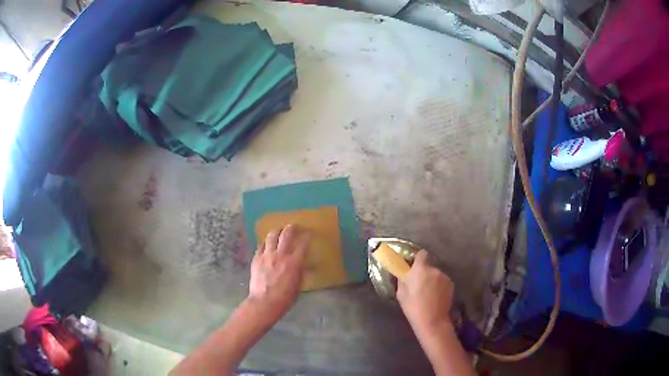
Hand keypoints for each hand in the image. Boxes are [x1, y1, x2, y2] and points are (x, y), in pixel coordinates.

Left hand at [247, 225, 310, 319]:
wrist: (264, 302)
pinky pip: (261, 246)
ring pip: (271, 236)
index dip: (307, 237)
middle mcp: (280, 255)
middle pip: (286, 234)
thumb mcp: (298, 285)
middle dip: (292, 228)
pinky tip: (267, 243)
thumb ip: (301, 272)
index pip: (303, 244)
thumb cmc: (285, 298)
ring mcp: (267, 255)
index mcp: (294, 262)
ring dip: (277, 231)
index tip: (309, 233)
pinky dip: (266, 242)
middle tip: (294, 226)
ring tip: (279, 230)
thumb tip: (305, 265)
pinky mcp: (256, 259)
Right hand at [397, 250, 454, 332]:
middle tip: (418, 284)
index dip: (417, 258)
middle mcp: (434, 270)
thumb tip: (403, 273)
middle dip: (423, 273)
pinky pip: (442, 281)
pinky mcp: (451, 284)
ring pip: (435, 274)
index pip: (421, 254)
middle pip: (428, 266)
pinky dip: (439, 286)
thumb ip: (402, 280)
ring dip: (431, 279)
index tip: (413, 266)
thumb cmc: (413, 308)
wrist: (433, 321)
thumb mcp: (401, 294)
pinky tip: (435, 297)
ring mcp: (444, 276)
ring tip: (428, 293)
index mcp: (420, 270)